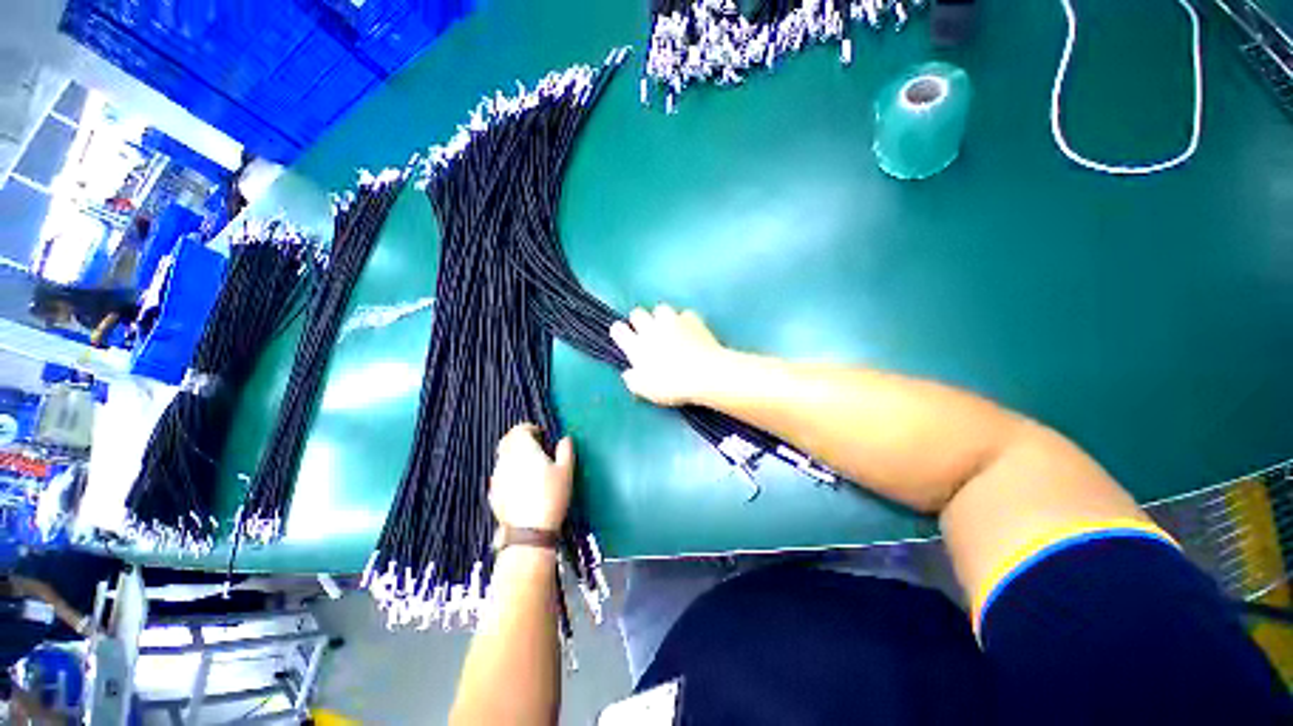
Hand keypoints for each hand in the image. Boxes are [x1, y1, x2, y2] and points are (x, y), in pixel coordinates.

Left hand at [489, 424, 573, 531]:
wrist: (529, 531)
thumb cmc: (551, 496)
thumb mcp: (566, 471)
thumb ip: (565, 450)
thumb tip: (565, 439)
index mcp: (523, 449)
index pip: (519, 429)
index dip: (529, 428)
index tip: (541, 434)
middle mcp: (506, 459)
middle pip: (507, 441)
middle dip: (519, 439)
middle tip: (534, 445)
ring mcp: (497, 477)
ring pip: (502, 458)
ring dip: (514, 455)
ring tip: (530, 466)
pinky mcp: (493, 493)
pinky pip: (500, 474)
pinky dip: (509, 472)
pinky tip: (521, 484)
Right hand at [609, 304, 730, 406]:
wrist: (706, 373)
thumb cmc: (673, 385)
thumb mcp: (647, 391)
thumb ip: (634, 380)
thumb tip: (629, 373)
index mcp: (636, 346)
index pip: (618, 329)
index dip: (620, 332)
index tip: (624, 338)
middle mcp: (651, 329)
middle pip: (637, 313)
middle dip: (640, 321)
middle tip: (647, 334)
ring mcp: (672, 321)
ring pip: (660, 309)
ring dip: (661, 317)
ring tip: (668, 329)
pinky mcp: (692, 319)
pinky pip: (684, 314)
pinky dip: (685, 321)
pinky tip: (689, 331)